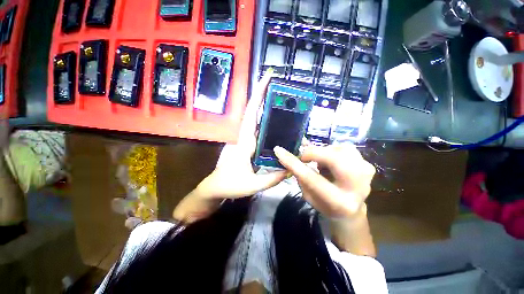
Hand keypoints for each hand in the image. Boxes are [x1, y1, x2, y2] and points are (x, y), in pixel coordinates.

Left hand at [196, 69, 286, 199]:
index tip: (267, 78)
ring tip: (284, 103)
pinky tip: (279, 125)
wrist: (215, 187)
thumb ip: (273, 178)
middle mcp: (244, 136)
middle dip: (265, 97)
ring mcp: (245, 140)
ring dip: (267, 109)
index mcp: (244, 141)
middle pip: (255, 112)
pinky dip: (267, 124)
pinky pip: (259, 131)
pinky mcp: (247, 145)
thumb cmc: (230, 185)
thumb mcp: (253, 184)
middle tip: (283, 88)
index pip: (251, 114)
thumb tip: (291, 169)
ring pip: (257, 121)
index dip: (259, 95)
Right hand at [274, 144, 375, 218]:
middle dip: (314, 153)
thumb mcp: (308, 195)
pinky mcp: (367, 164)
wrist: (350, 210)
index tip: (279, 151)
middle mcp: (358, 187)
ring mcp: (366, 173)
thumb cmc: (325, 204)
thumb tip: (286, 154)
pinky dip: (333, 151)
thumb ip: (300, 176)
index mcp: (338, 202)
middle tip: (304, 156)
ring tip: (321, 164)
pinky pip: (346, 148)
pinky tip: (331, 162)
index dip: (293, 163)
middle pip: (334, 159)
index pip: (312, 178)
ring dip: (324, 153)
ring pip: (341, 149)